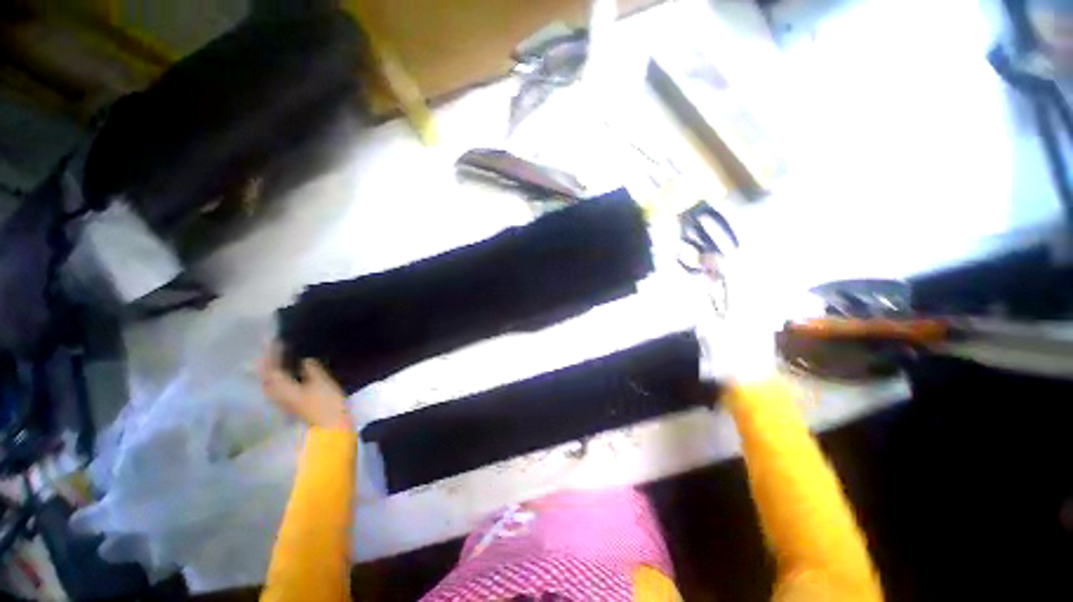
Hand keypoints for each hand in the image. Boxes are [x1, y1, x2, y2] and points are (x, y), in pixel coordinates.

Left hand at [259, 344, 351, 430]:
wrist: (331, 427)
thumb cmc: (326, 403)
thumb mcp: (321, 381)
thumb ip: (310, 367)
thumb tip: (304, 358)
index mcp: (280, 387)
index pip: (270, 367)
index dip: (272, 353)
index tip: (278, 339)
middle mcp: (276, 393)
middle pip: (267, 375)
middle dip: (269, 360)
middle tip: (277, 347)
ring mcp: (282, 400)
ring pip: (271, 381)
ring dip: (274, 368)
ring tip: (282, 356)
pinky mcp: (291, 404)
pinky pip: (279, 386)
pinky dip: (281, 376)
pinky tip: (291, 371)